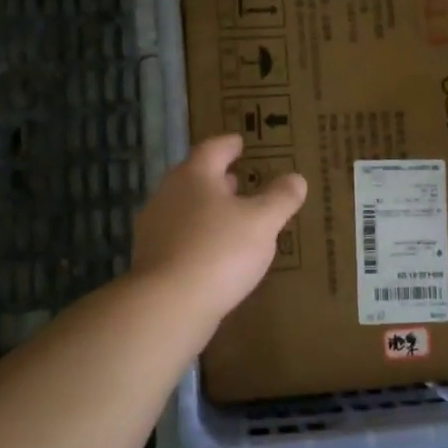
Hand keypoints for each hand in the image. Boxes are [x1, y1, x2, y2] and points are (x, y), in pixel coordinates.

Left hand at [131, 134, 306, 321]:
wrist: (169, 305)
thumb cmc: (219, 251)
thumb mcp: (262, 222)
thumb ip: (280, 198)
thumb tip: (296, 178)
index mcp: (193, 176)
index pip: (212, 149)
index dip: (229, 145)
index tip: (240, 142)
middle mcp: (168, 196)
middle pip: (194, 178)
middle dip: (217, 178)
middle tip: (239, 180)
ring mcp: (154, 229)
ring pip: (185, 209)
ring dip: (207, 210)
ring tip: (232, 218)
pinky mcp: (151, 261)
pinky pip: (180, 239)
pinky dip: (199, 238)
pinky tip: (215, 253)